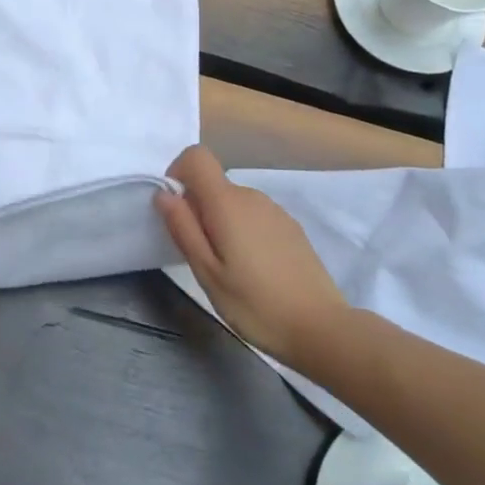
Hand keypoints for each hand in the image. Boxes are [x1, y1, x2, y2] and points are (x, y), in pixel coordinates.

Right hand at [156, 146, 348, 365]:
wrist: (321, 327)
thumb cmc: (255, 304)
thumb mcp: (207, 273)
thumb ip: (183, 229)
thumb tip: (164, 194)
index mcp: (228, 202)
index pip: (197, 157)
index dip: (179, 174)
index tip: (176, 211)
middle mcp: (252, 196)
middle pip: (214, 184)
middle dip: (198, 209)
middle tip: (201, 256)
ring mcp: (275, 210)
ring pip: (233, 202)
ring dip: (221, 223)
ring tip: (229, 268)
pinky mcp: (290, 226)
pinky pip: (254, 215)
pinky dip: (243, 231)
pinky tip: (254, 270)